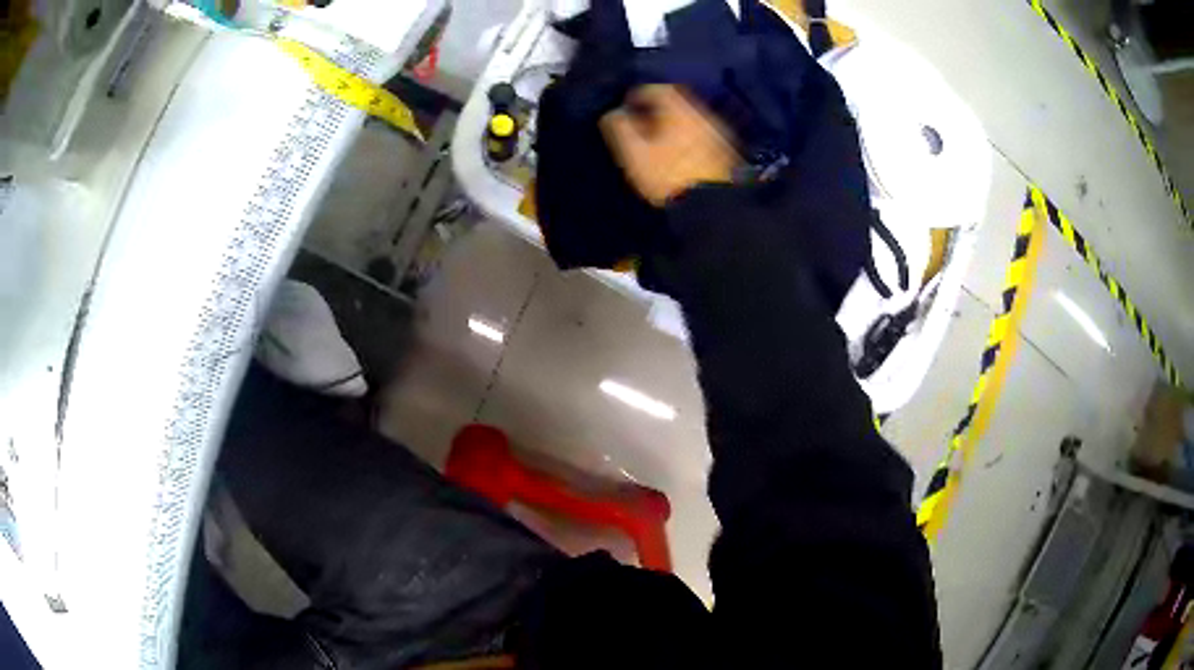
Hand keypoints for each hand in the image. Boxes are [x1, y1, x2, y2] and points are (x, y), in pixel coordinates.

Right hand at [600, 85, 739, 205]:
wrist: (711, 205)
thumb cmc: (668, 175)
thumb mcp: (634, 152)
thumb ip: (621, 127)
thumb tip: (614, 112)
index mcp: (680, 109)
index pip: (658, 89)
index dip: (639, 94)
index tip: (627, 105)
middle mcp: (702, 114)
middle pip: (678, 101)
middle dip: (658, 108)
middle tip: (642, 121)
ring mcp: (718, 132)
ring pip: (692, 118)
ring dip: (674, 122)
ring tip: (660, 138)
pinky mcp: (726, 151)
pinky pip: (702, 133)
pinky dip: (688, 135)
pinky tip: (680, 152)